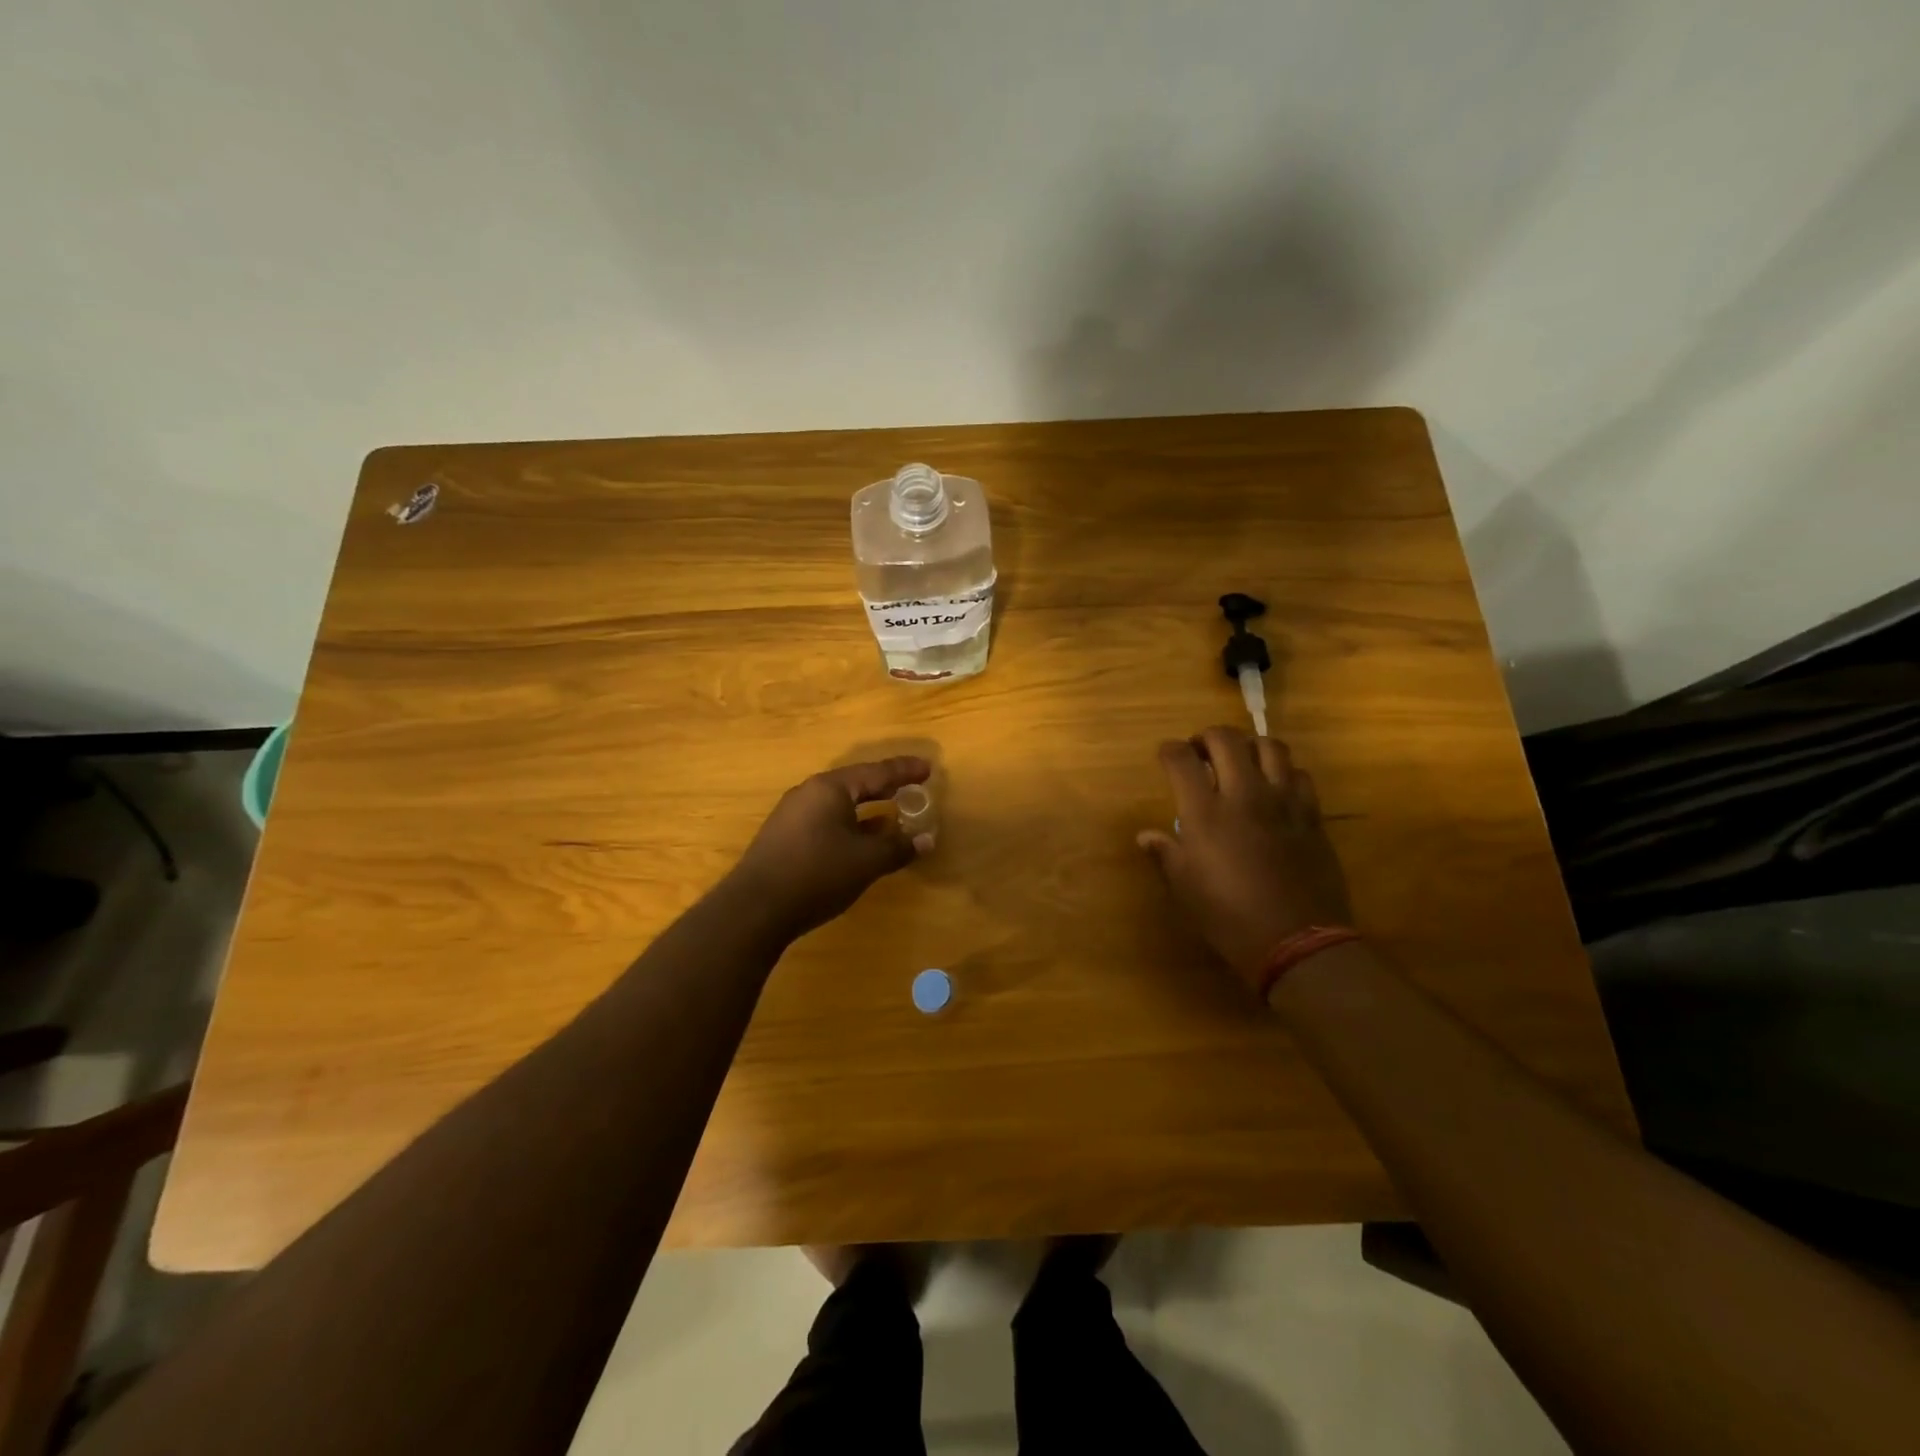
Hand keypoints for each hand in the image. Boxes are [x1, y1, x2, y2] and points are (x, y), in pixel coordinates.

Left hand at [727, 757, 932, 938]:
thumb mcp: (866, 861)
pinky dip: (850, 826)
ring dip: (868, 810)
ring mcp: (793, 816)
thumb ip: (897, 847)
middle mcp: (809, 794)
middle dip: (885, 788)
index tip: (928, 768)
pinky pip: (826, 821)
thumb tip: (926, 839)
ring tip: (892, 816)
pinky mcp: (785, 838)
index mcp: (829, 789)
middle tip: (911, 787)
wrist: (755, 909)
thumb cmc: (816, 874)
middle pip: (855, 784)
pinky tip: (862, 842)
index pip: (876, 772)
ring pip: (839, 805)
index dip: (904, 771)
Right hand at [1139, 727, 1352, 994]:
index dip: (1169, 750)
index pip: (1180, 758)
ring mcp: (1283, 801)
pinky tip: (1275, 788)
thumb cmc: (1229, 916)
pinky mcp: (1311, 814)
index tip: (1166, 757)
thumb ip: (1165, 853)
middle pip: (1225, 738)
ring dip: (1249, 746)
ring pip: (1269, 746)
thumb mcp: (1185, 888)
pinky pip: (1299, 774)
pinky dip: (1282, 771)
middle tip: (1201, 753)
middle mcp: (1244, 794)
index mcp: (1205, 812)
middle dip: (1207, 737)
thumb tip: (1146, 836)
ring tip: (1241, 762)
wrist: (1297, 941)